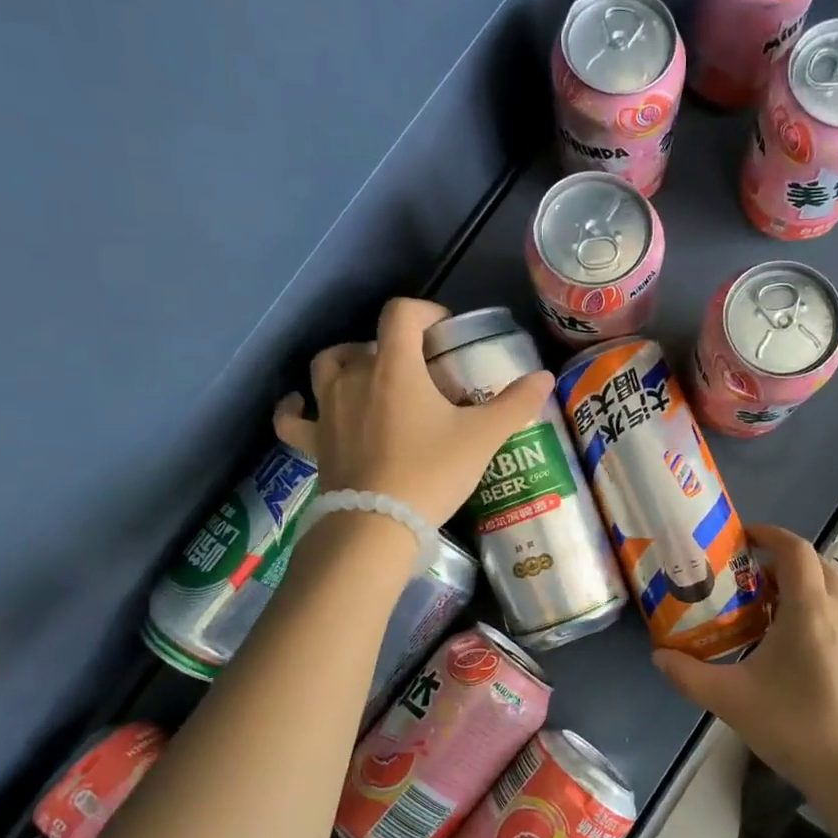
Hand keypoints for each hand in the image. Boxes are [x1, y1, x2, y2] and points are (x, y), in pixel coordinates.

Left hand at [273, 297, 553, 528]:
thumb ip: (514, 404)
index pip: (402, 314)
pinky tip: (303, 404)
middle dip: (396, 347)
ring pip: (327, 366)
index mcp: (394, 367)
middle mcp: (354, 377)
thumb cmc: (431, 472)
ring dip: (349, 363)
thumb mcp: (482, 437)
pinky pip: (293, 416)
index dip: (426, 313)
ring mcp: (327, 408)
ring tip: (371, 379)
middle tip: (422, 374)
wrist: (378, 524)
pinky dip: (296, 407)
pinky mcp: (313, 442)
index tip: (447, 333)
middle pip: (368, 341)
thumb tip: (544, 377)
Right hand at [651, 525, 837, 814]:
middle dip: (785, 561)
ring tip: (780, 609)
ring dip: (810, 583)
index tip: (746, 537)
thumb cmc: (795, 729)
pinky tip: (811, 644)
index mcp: (811, 610)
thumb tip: (658, 656)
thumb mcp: (731, 701)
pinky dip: (830, 607)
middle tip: (753, 580)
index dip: (771, 534)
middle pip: (818, 564)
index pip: (796, 550)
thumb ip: (688, 675)